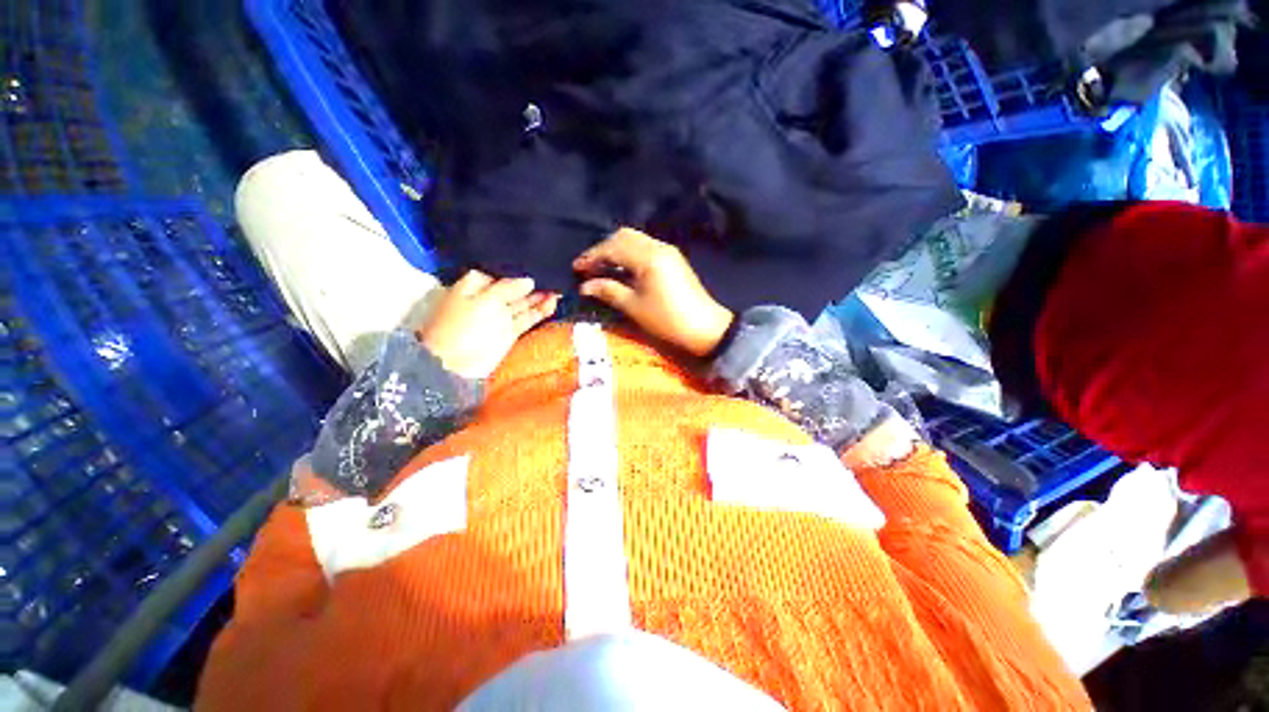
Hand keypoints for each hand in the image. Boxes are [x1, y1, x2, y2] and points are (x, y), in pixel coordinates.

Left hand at [416, 271, 559, 378]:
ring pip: (523, 303)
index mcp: (474, 286)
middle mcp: (489, 298)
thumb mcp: (484, 300)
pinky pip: (527, 318)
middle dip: (533, 283)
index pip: (499, 272)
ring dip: (540, 297)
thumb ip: (508, 288)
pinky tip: (552, 303)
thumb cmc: (462, 326)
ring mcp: (500, 316)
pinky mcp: (510, 331)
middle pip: (514, 288)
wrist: (455, 363)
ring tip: (559, 289)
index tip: (537, 264)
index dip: (517, 269)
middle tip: (554, 276)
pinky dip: (539, 312)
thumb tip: (529, 280)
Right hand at [573, 228, 733, 356]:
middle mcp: (658, 247)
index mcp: (648, 257)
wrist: (705, 327)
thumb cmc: (667, 319)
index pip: (613, 247)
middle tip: (589, 267)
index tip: (576, 268)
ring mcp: (668, 252)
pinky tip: (622, 269)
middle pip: (624, 236)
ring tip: (602, 269)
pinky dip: (630, 254)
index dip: (592, 256)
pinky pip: (645, 248)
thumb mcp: (634, 307)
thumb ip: (609, 291)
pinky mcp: (673, 259)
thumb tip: (585, 286)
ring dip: (616, 250)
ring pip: (635, 240)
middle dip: (603, 249)